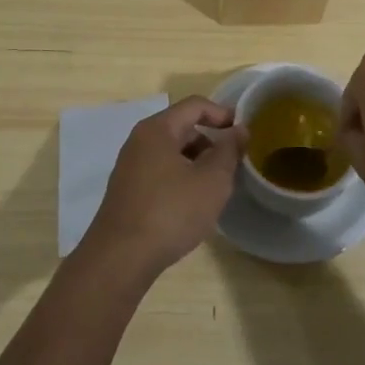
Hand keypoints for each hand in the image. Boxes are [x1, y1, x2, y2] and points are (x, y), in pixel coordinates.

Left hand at [80, 97, 246, 278]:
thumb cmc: (171, 211)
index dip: (222, 113)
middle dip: (210, 142)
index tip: (243, 131)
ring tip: (215, 188)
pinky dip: (180, 178)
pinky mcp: (127, 191)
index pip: (194, 105)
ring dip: (196, 163)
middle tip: (232, 165)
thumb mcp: (212, 180)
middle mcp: (139, 141)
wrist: (120, 258)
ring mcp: (130, 167)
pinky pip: (160, 172)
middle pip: (181, 128)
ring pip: (171, 152)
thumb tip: (238, 130)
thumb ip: (229, 151)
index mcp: (157, 129)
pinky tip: (191, 205)